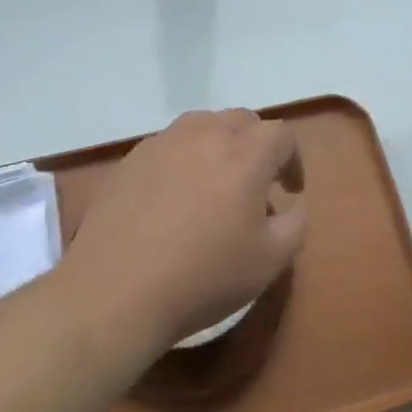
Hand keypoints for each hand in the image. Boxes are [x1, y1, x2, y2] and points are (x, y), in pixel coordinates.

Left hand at [55, 109, 306, 361]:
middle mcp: (204, 135)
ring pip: (202, 125)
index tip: (290, 191)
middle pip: (241, 120)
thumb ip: (295, 224)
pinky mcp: (130, 160)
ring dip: (219, 143)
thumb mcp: (270, 261)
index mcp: (245, 155)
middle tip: (257, 181)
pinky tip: (175, 196)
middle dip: (258, 144)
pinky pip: (168, 144)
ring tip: (216, 181)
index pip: (280, 134)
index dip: (293, 159)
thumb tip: (292, 204)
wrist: (116, 292)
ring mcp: (162, 143)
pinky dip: (184, 158)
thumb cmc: (203, 276)